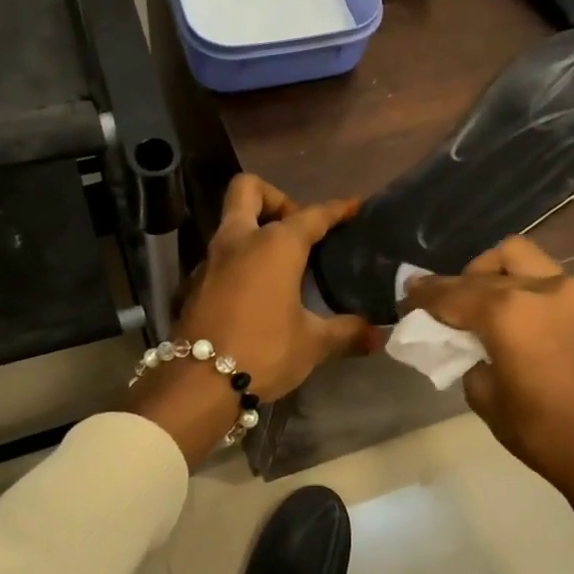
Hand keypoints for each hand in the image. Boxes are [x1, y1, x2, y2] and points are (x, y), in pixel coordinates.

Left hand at [130, 175, 381, 464]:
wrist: (199, 383)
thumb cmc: (264, 352)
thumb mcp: (313, 343)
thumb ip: (346, 331)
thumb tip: (377, 334)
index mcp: (274, 245)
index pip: (311, 215)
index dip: (336, 209)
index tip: (354, 207)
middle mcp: (239, 240)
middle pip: (249, 190)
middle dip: (276, 198)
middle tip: (297, 228)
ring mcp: (211, 260)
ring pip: (231, 222)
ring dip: (255, 229)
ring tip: (283, 262)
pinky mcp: (196, 283)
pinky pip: (222, 254)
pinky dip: (241, 259)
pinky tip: (258, 289)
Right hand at [403, 237, 573, 573]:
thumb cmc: (542, 432)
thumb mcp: (485, 396)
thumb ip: (468, 356)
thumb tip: (466, 342)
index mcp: (509, 313)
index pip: (454, 294)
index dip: (425, 295)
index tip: (407, 294)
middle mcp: (540, 289)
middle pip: (485, 270)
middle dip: (456, 283)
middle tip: (436, 303)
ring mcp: (570, 292)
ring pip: (519, 257)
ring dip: (491, 272)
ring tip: (477, 301)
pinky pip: (542, 276)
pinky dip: (518, 283)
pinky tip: (507, 312)